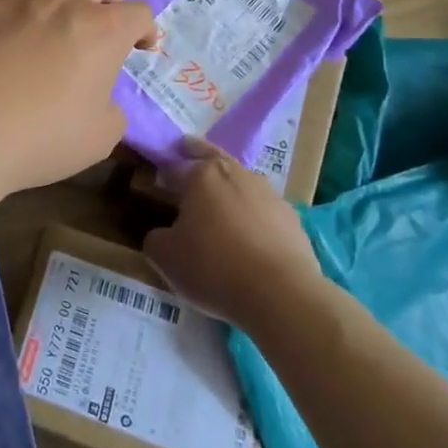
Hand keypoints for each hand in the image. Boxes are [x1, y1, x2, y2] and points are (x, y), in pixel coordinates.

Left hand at [0, 0, 154, 196]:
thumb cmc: (42, 136)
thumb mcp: (99, 137)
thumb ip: (111, 109)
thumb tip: (101, 98)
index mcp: (102, 30)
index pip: (137, 12)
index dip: (144, 28)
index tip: (141, 46)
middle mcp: (63, 3)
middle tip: (101, 18)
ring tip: (54, 22)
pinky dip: (20, 5)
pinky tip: (12, 28)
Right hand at [143, 139, 323, 330]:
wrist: (282, 294)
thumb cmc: (214, 267)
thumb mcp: (166, 258)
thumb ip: (156, 238)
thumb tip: (162, 234)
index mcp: (201, 175)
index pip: (174, 168)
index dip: (162, 176)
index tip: (156, 185)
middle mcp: (236, 173)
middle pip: (211, 156)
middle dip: (196, 154)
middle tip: (186, 154)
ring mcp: (268, 193)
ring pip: (240, 181)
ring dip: (228, 187)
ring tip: (220, 206)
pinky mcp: (291, 218)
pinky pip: (263, 209)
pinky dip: (253, 215)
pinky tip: (249, 236)